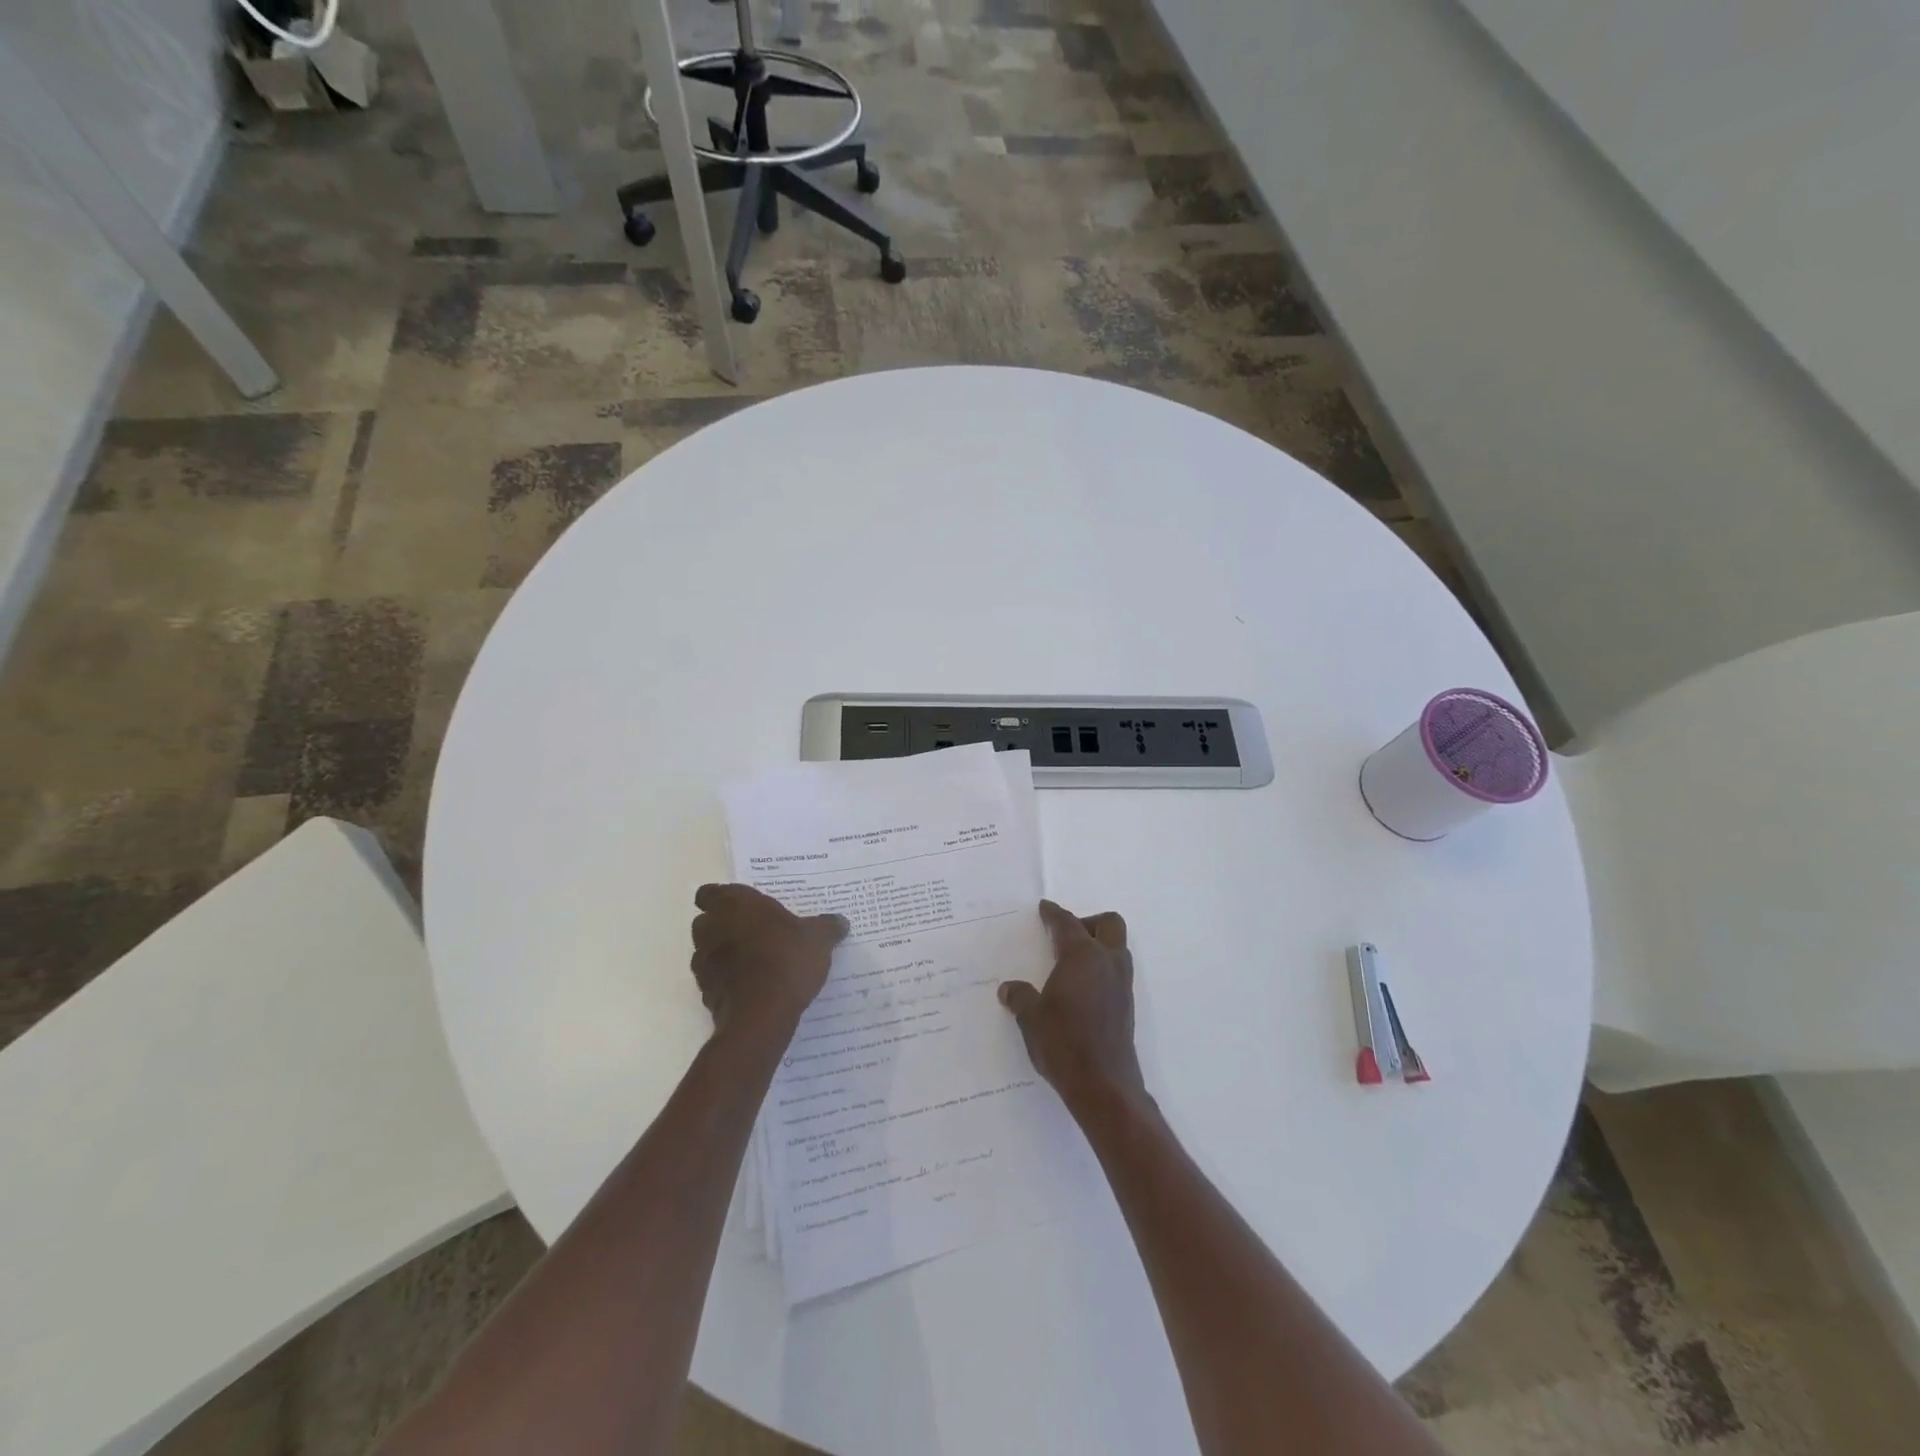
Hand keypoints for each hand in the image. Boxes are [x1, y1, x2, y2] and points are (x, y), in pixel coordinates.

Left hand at [690, 884, 847, 1035]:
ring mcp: (703, 961)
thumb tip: (840, 921)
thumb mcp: (818, 939)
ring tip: (753, 961)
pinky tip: (750, 986)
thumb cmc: (786, 960)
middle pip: (707, 920)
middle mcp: (712, 927)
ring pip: (706, 950)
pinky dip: (725, 979)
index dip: (723, 899)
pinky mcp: (704, 991)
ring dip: (723, 952)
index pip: (710, 892)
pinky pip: (713, 978)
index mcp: (735, 904)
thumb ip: (828, 926)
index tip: (744, 908)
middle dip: (724, 924)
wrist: (760, 1015)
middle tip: (755, 931)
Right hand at [999, 900, 1145, 1116]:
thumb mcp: (1031, 1018)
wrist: (1103, 1085)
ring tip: (1070, 962)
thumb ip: (1020, 998)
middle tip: (1064, 937)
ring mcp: (1122, 984)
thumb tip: (1008, 989)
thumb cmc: (1064, 1043)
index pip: (1067, 923)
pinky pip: (1116, 971)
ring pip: (1117, 947)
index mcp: (1082, 956)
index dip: (1053, 914)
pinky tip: (1080, 988)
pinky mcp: (1126, 1005)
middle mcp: (1107, 962)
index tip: (1044, 908)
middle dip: (1087, 922)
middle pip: (1108, 924)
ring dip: (1098, 945)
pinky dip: (1101, 968)